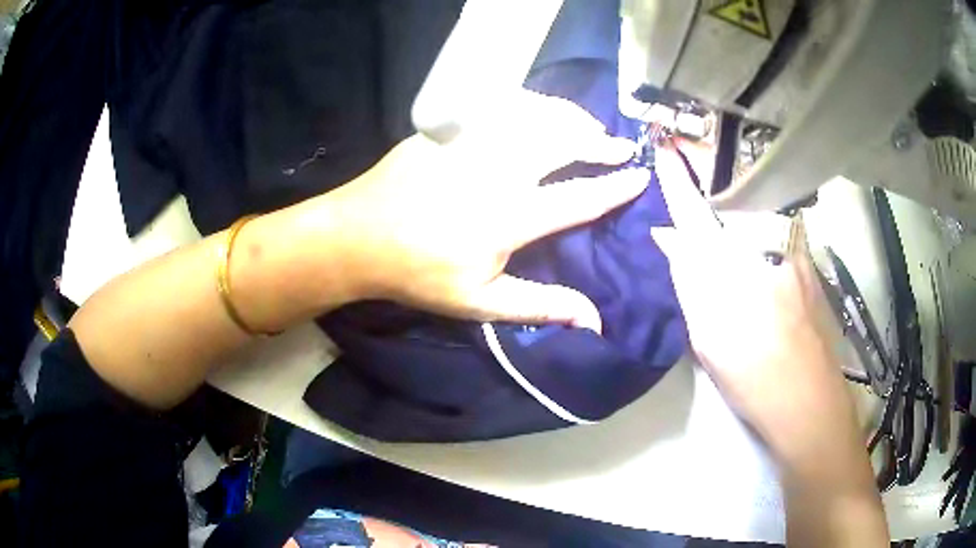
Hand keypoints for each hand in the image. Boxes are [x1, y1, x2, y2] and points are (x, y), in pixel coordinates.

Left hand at [318, 91, 647, 331]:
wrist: (359, 235)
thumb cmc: (419, 273)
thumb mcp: (480, 302)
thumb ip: (541, 305)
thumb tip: (594, 321)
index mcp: (510, 216)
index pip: (581, 196)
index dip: (617, 186)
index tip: (639, 176)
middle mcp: (498, 169)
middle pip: (565, 141)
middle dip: (600, 140)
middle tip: (620, 146)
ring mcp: (473, 140)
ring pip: (538, 115)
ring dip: (572, 117)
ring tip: (590, 127)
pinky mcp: (452, 125)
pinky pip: (504, 104)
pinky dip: (534, 104)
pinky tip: (542, 112)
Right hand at [649, 146, 847, 447]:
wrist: (808, 403)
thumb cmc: (753, 375)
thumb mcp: (708, 335)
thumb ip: (688, 278)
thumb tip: (668, 236)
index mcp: (735, 263)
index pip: (697, 210)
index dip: (677, 178)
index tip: (664, 147)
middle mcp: (767, 244)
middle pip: (731, 210)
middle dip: (712, 209)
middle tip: (704, 234)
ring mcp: (794, 252)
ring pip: (756, 225)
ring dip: (739, 228)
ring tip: (737, 267)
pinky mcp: (809, 266)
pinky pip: (776, 240)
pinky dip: (761, 245)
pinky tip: (763, 279)